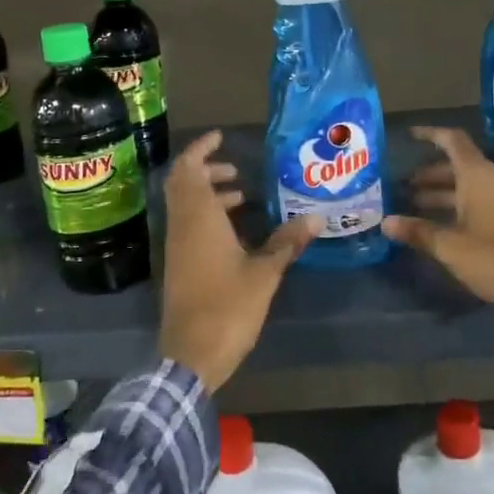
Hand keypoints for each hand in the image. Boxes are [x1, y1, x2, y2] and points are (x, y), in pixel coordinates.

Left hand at [159, 131, 321, 391]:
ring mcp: (176, 247)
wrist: (191, 356)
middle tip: (236, 171)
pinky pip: (188, 225)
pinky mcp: (178, 266)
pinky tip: (234, 232)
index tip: (221, 137)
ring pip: (185, 206)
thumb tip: (317, 217)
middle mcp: (182, 226)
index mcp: (198, 218)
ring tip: (242, 196)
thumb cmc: (227, 307)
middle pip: (183, 184)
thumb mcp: (264, 273)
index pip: (188, 169)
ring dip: (207, 194)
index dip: (201, 149)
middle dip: (207, 170)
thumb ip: (286, 242)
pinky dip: (206, 216)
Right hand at [381, 125, 493, 333]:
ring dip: (438, 194)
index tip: (408, 135)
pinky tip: (435, 227)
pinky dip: (452, 209)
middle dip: (427, 173)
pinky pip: (473, 205)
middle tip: (400, 186)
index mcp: (478, 177)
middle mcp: (490, 183)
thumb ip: (419, 231)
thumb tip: (386, 221)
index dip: (430, 134)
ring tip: (410, 206)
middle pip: (456, 166)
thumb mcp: (451, 246)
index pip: (453, 141)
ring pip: (464, 188)